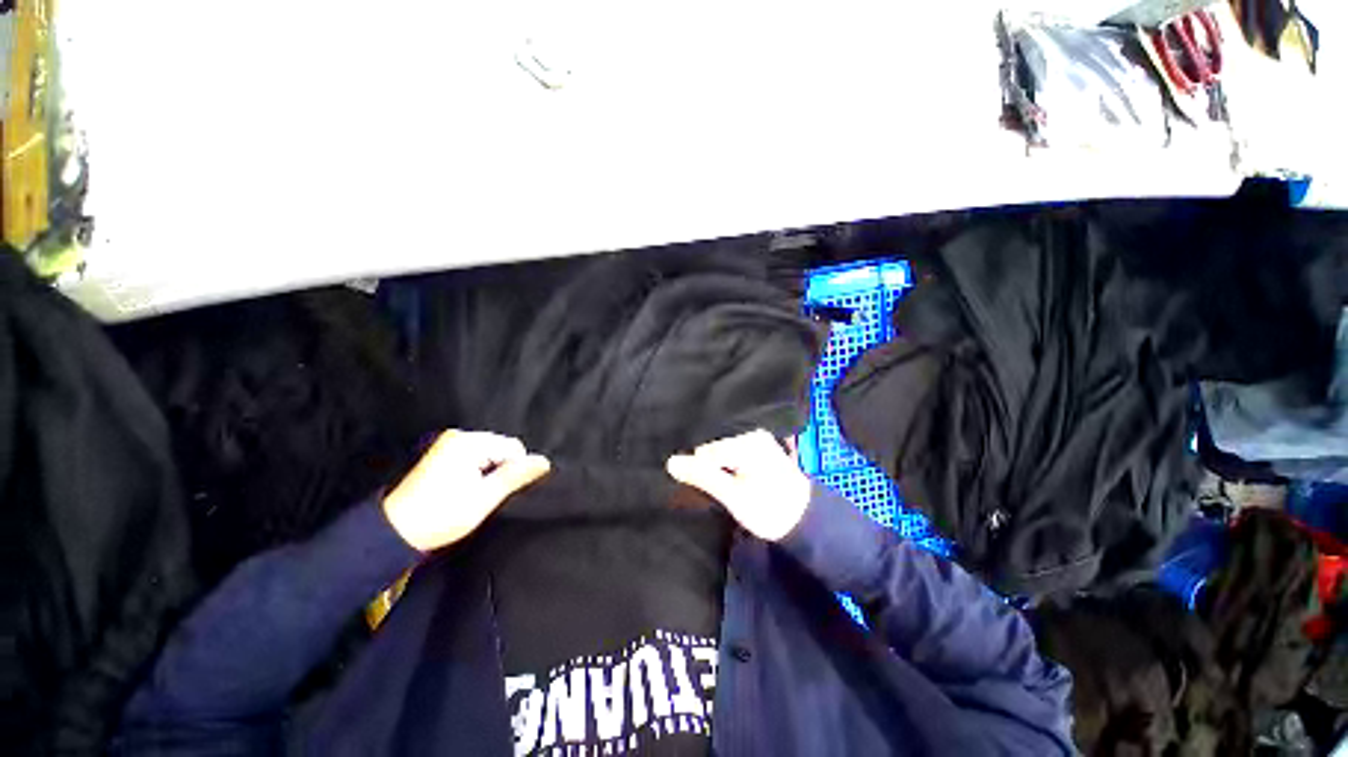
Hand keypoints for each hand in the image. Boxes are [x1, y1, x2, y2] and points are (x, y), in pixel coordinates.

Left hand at [382, 430, 550, 551]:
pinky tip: (463, 488)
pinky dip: (476, 471)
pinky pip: (473, 456)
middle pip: (501, 447)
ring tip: (472, 493)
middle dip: (500, 469)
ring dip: (488, 471)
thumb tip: (544, 461)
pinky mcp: (441, 453)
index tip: (497, 492)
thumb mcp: (484, 498)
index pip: (513, 448)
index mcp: (469, 443)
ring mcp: (448, 443)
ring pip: (488, 453)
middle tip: (484, 494)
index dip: (513, 470)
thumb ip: (515, 476)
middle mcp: (458, 436)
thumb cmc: (441, 515)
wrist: (394, 531)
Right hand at [666, 429, 810, 541]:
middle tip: (713, 489)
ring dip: (716, 467)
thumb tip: (670, 462)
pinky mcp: (759, 448)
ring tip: (721, 486)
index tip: (703, 489)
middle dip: (707, 466)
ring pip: (722, 450)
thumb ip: (702, 476)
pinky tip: (729, 479)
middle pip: (713, 447)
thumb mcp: (733, 496)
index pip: (704, 451)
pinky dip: (727, 465)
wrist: (807, 521)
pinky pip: (732, 452)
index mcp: (744, 440)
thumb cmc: (770, 509)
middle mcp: (750, 432)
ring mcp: (756, 439)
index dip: (698, 471)